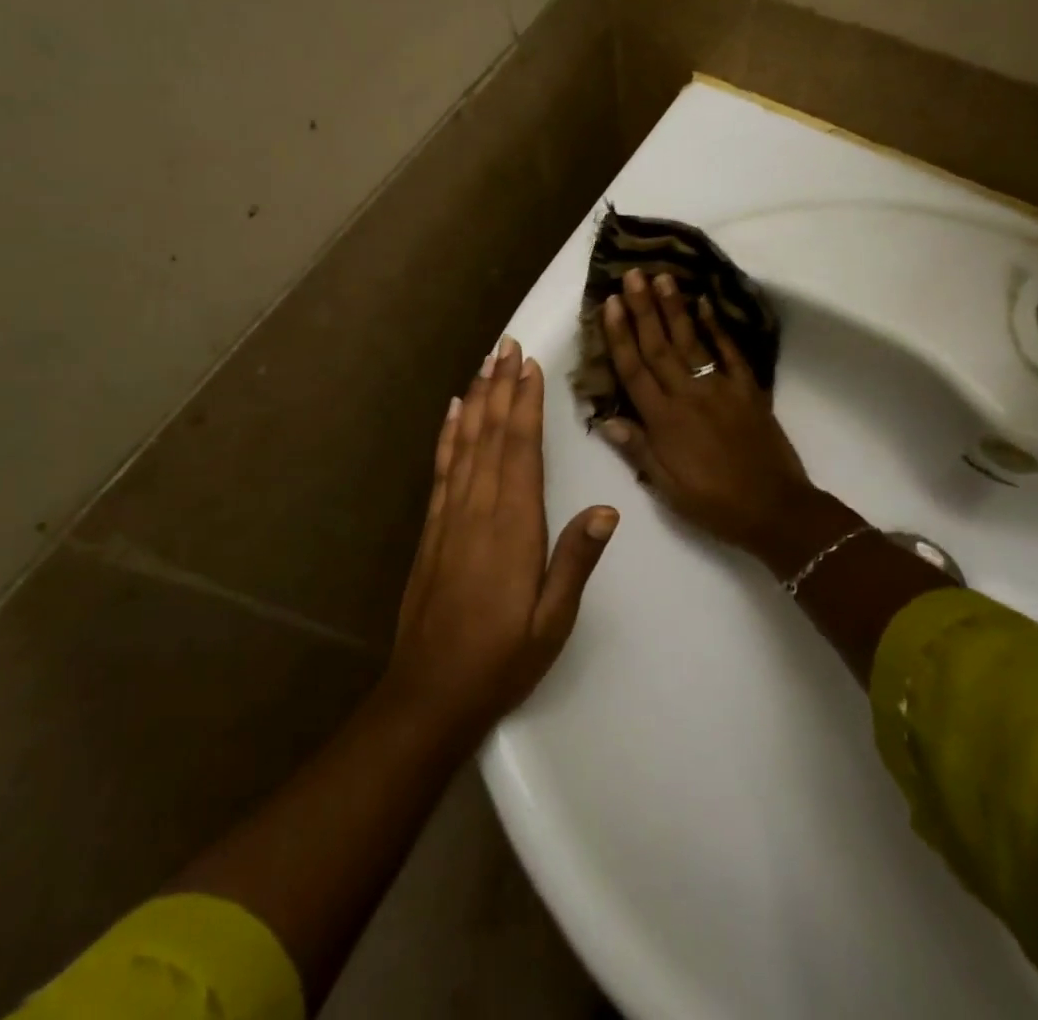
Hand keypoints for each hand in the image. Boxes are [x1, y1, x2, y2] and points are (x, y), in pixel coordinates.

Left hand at [384, 334, 618, 741]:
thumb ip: (576, 560)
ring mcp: (450, 516)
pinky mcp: (433, 528)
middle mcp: (478, 509)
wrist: (430, 693)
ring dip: (475, 400)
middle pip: (490, 434)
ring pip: (463, 443)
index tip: (529, 365)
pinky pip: (441, 469)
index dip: (524, 403)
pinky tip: (451, 412)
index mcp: (513, 526)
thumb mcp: (553, 619)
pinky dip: (447, 435)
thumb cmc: (502, 658)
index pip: (519, 449)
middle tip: (507, 345)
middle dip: (500, 386)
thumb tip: (607, 509)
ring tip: (485, 363)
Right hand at [599, 268, 840, 572]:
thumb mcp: (667, 487)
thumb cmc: (713, 503)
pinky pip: (730, 352)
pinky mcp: (748, 389)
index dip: (620, 335)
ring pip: (691, 341)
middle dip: (643, 309)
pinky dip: (718, 327)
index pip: (634, 370)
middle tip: (634, 274)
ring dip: (675, 308)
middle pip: (659, 346)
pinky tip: (706, 303)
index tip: (611, 302)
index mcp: (663, 421)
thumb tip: (606, 419)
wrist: (774, 509)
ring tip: (663, 277)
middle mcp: (688, 395)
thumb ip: (638, 449)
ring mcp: (720, 388)